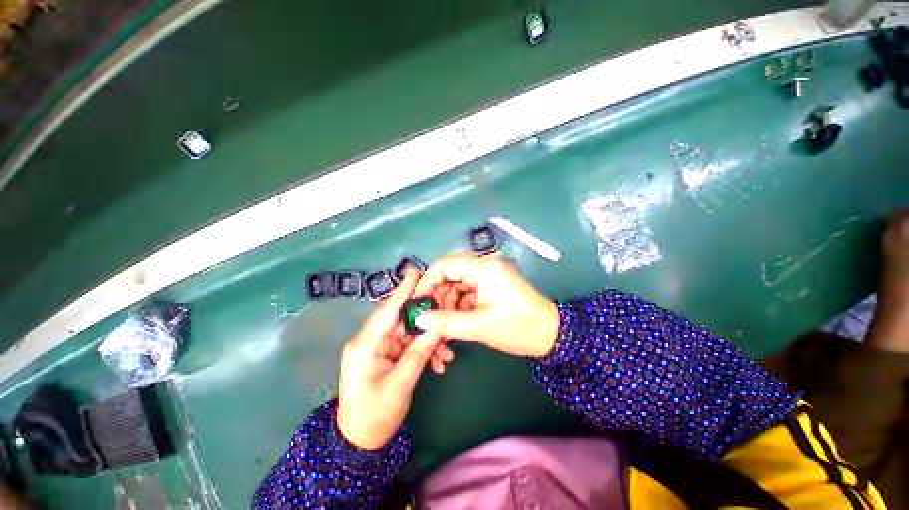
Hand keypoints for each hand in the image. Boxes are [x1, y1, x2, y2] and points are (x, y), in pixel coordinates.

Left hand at [336, 269, 452, 449]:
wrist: (360, 442)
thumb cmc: (374, 417)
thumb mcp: (399, 386)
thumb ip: (418, 354)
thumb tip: (436, 328)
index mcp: (365, 345)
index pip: (386, 311)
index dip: (402, 291)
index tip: (415, 272)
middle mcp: (370, 341)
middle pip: (401, 319)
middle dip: (425, 318)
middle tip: (445, 310)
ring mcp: (378, 347)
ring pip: (408, 332)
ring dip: (428, 339)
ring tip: (446, 353)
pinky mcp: (386, 354)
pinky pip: (408, 344)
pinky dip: (423, 349)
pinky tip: (438, 362)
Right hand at [413, 254, 559, 356]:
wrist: (551, 335)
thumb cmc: (520, 328)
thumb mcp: (480, 327)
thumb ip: (446, 322)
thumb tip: (419, 319)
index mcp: (484, 268)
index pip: (445, 265)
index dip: (427, 282)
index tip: (416, 302)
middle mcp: (484, 266)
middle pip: (449, 275)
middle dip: (437, 298)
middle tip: (429, 320)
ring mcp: (488, 275)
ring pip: (456, 286)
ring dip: (447, 305)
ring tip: (443, 328)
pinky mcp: (490, 286)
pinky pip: (466, 293)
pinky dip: (458, 307)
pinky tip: (455, 324)